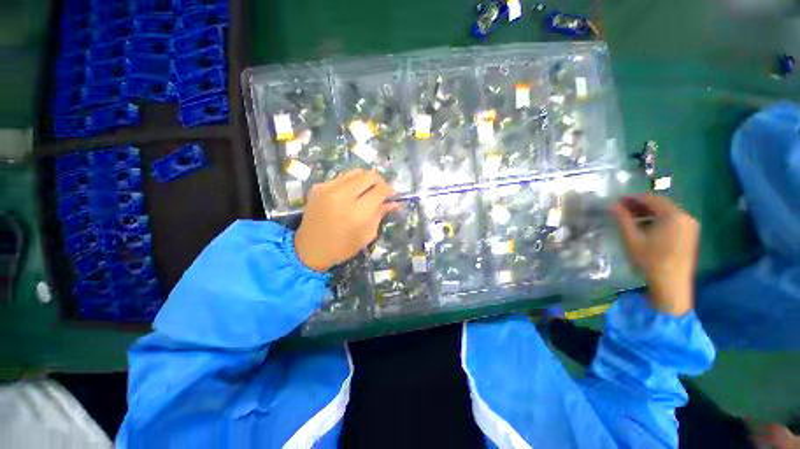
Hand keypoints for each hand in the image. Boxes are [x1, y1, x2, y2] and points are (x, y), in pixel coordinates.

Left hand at [295, 169, 398, 271]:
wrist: (309, 249)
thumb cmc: (342, 247)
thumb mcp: (367, 234)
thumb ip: (381, 214)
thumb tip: (394, 203)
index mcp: (357, 212)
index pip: (380, 190)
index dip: (389, 190)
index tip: (392, 195)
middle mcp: (342, 195)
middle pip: (369, 175)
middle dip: (379, 181)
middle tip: (381, 192)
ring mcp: (328, 188)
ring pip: (355, 172)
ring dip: (365, 179)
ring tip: (367, 191)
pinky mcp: (318, 186)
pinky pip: (341, 177)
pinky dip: (351, 182)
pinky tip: (350, 194)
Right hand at [612, 194, 699, 316]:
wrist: (671, 284)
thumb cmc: (650, 260)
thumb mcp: (632, 239)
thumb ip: (622, 219)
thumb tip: (612, 205)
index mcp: (673, 216)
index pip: (652, 199)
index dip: (633, 197)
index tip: (617, 200)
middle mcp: (685, 217)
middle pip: (661, 204)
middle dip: (641, 204)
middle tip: (622, 208)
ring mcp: (690, 226)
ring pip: (667, 212)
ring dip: (649, 212)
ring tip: (631, 217)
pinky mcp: (690, 234)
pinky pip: (673, 219)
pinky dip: (658, 219)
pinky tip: (645, 225)